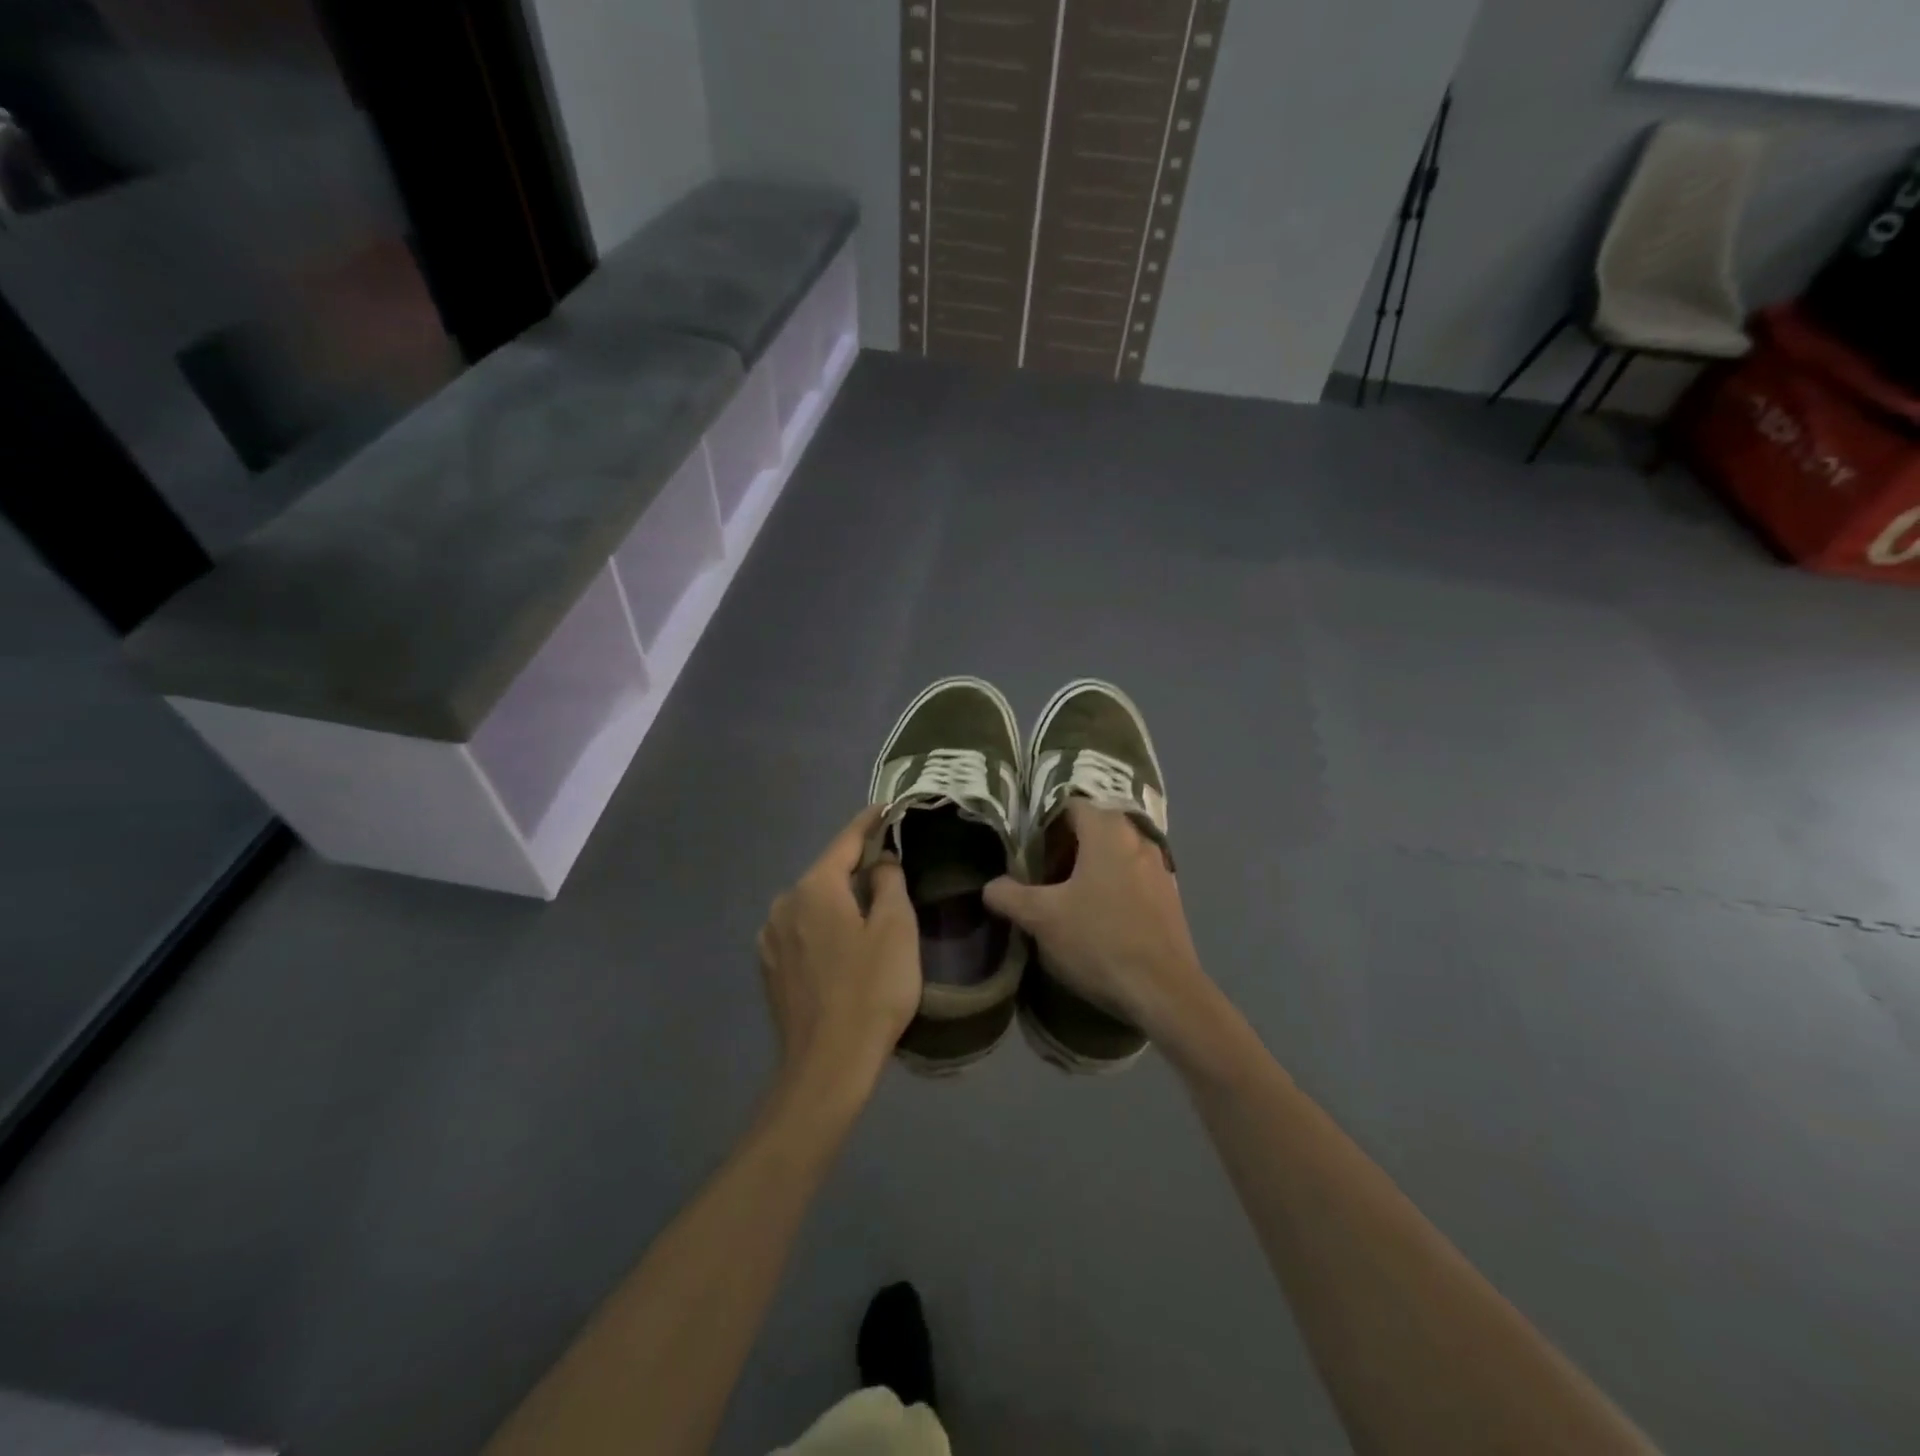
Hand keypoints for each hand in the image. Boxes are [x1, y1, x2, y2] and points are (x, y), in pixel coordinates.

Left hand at [757, 806, 921, 1101]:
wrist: (827, 1066)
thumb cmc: (871, 991)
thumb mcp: (896, 929)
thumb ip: (888, 882)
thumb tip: (879, 862)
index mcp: (814, 888)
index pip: (845, 841)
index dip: (869, 823)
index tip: (886, 807)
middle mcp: (784, 903)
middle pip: (828, 873)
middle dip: (857, 868)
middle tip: (891, 871)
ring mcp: (771, 938)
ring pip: (813, 903)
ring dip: (839, 901)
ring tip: (869, 913)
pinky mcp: (770, 968)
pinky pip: (802, 930)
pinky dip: (824, 927)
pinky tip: (843, 947)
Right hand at [983, 801, 1209, 1042]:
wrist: (1165, 993)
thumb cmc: (1100, 942)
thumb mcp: (1042, 919)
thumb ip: (1009, 895)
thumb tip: (992, 886)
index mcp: (1107, 830)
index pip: (1068, 805)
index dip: (1042, 823)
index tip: (1024, 849)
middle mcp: (1138, 837)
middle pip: (1091, 828)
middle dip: (1062, 847)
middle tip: (1038, 874)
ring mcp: (1159, 867)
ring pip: (1112, 854)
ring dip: (1087, 869)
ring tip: (1063, 898)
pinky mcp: (1169, 896)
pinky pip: (1131, 877)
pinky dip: (1110, 886)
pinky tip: (1096, 918)